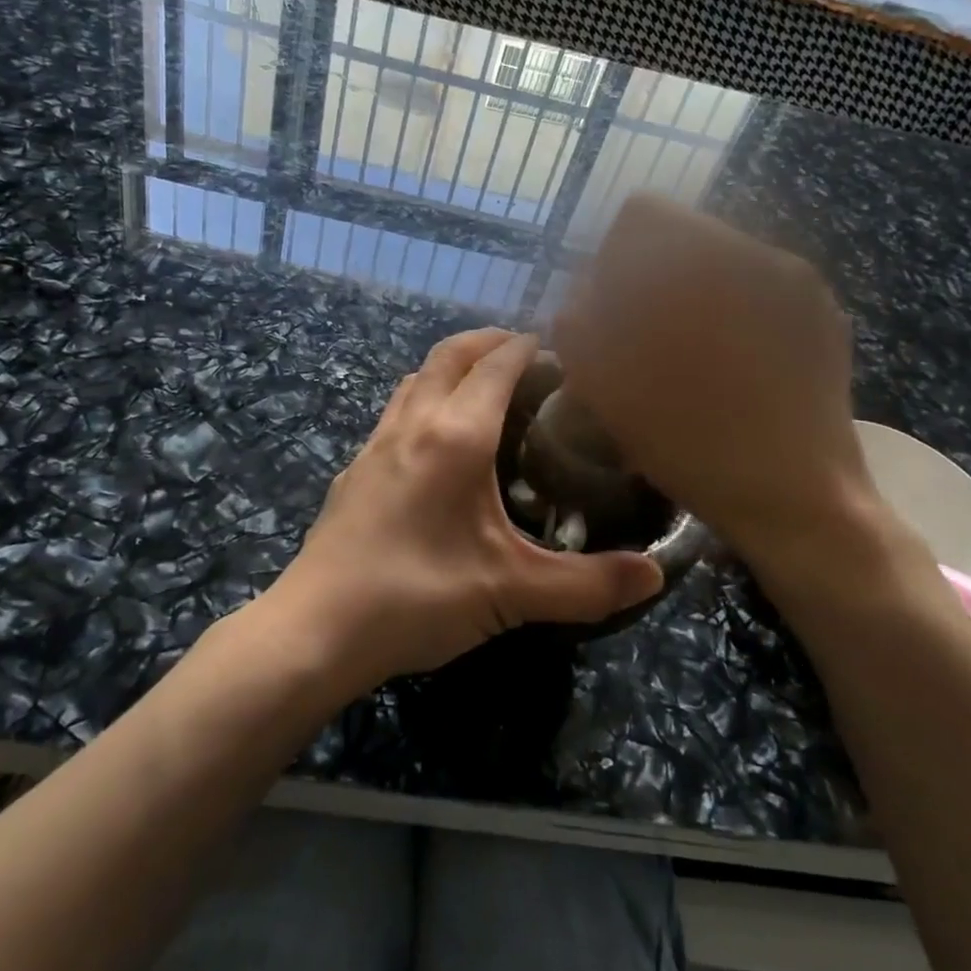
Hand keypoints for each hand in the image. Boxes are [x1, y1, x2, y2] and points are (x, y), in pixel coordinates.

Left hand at [278, 329, 663, 687]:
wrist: (316, 628)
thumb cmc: (416, 596)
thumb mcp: (511, 592)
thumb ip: (587, 585)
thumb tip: (654, 577)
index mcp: (455, 436)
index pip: (495, 366)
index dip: (526, 346)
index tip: (557, 345)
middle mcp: (412, 424)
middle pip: (449, 355)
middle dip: (488, 341)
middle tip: (525, 353)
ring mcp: (375, 444)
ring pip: (415, 380)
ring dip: (450, 368)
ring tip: (483, 389)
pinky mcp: (354, 470)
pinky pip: (396, 411)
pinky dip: (424, 400)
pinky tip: (436, 444)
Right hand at [553, 194, 888, 591]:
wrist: (800, 499)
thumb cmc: (691, 443)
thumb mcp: (605, 386)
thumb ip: (579, 324)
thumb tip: (583, 297)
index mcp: (704, 260)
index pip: (642, 214)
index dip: (612, 258)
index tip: (612, 311)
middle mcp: (759, 252)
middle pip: (682, 237)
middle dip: (651, 279)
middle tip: (644, 340)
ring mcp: (799, 281)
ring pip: (720, 263)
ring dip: (691, 297)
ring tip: (688, 359)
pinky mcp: (822, 313)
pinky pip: (757, 289)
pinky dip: (730, 314)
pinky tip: (730, 368)